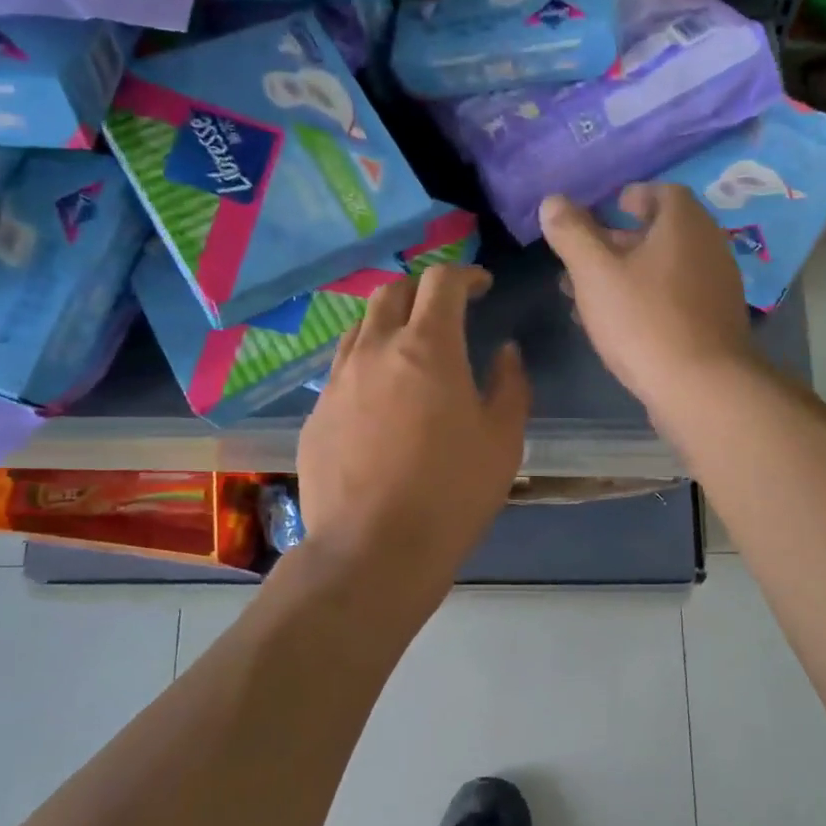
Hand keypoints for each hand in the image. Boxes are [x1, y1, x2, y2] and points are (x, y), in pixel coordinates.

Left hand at [298, 264, 529, 577]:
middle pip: (392, 292)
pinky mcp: (316, 414)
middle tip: (445, 311)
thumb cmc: (451, 493)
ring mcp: (338, 381)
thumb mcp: (503, 440)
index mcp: (427, 347)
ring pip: (360, 327)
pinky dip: (365, 363)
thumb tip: (504, 352)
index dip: (465, 274)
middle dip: (422, 290)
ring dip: (388, 322)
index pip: (441, 281)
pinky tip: (378, 396)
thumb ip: (510, 385)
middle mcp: (375, 350)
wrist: (373, 550)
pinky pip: (341, 369)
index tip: (482, 287)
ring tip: (408, 346)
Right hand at [540, 185, 758, 411]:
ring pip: (663, 270)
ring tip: (584, 295)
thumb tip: (552, 201)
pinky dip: (644, 300)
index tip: (607, 208)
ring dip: (625, 275)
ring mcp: (715, 287)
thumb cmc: (644, 319)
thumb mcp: (595, 273)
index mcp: (684, 224)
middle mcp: (708, 247)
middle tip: (583, 256)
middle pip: (660, 233)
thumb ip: (572, 234)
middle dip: (617, 242)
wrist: (700, 387)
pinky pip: (673, 299)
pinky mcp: (713, 323)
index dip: (632, 197)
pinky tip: (614, 325)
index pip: (662, 192)